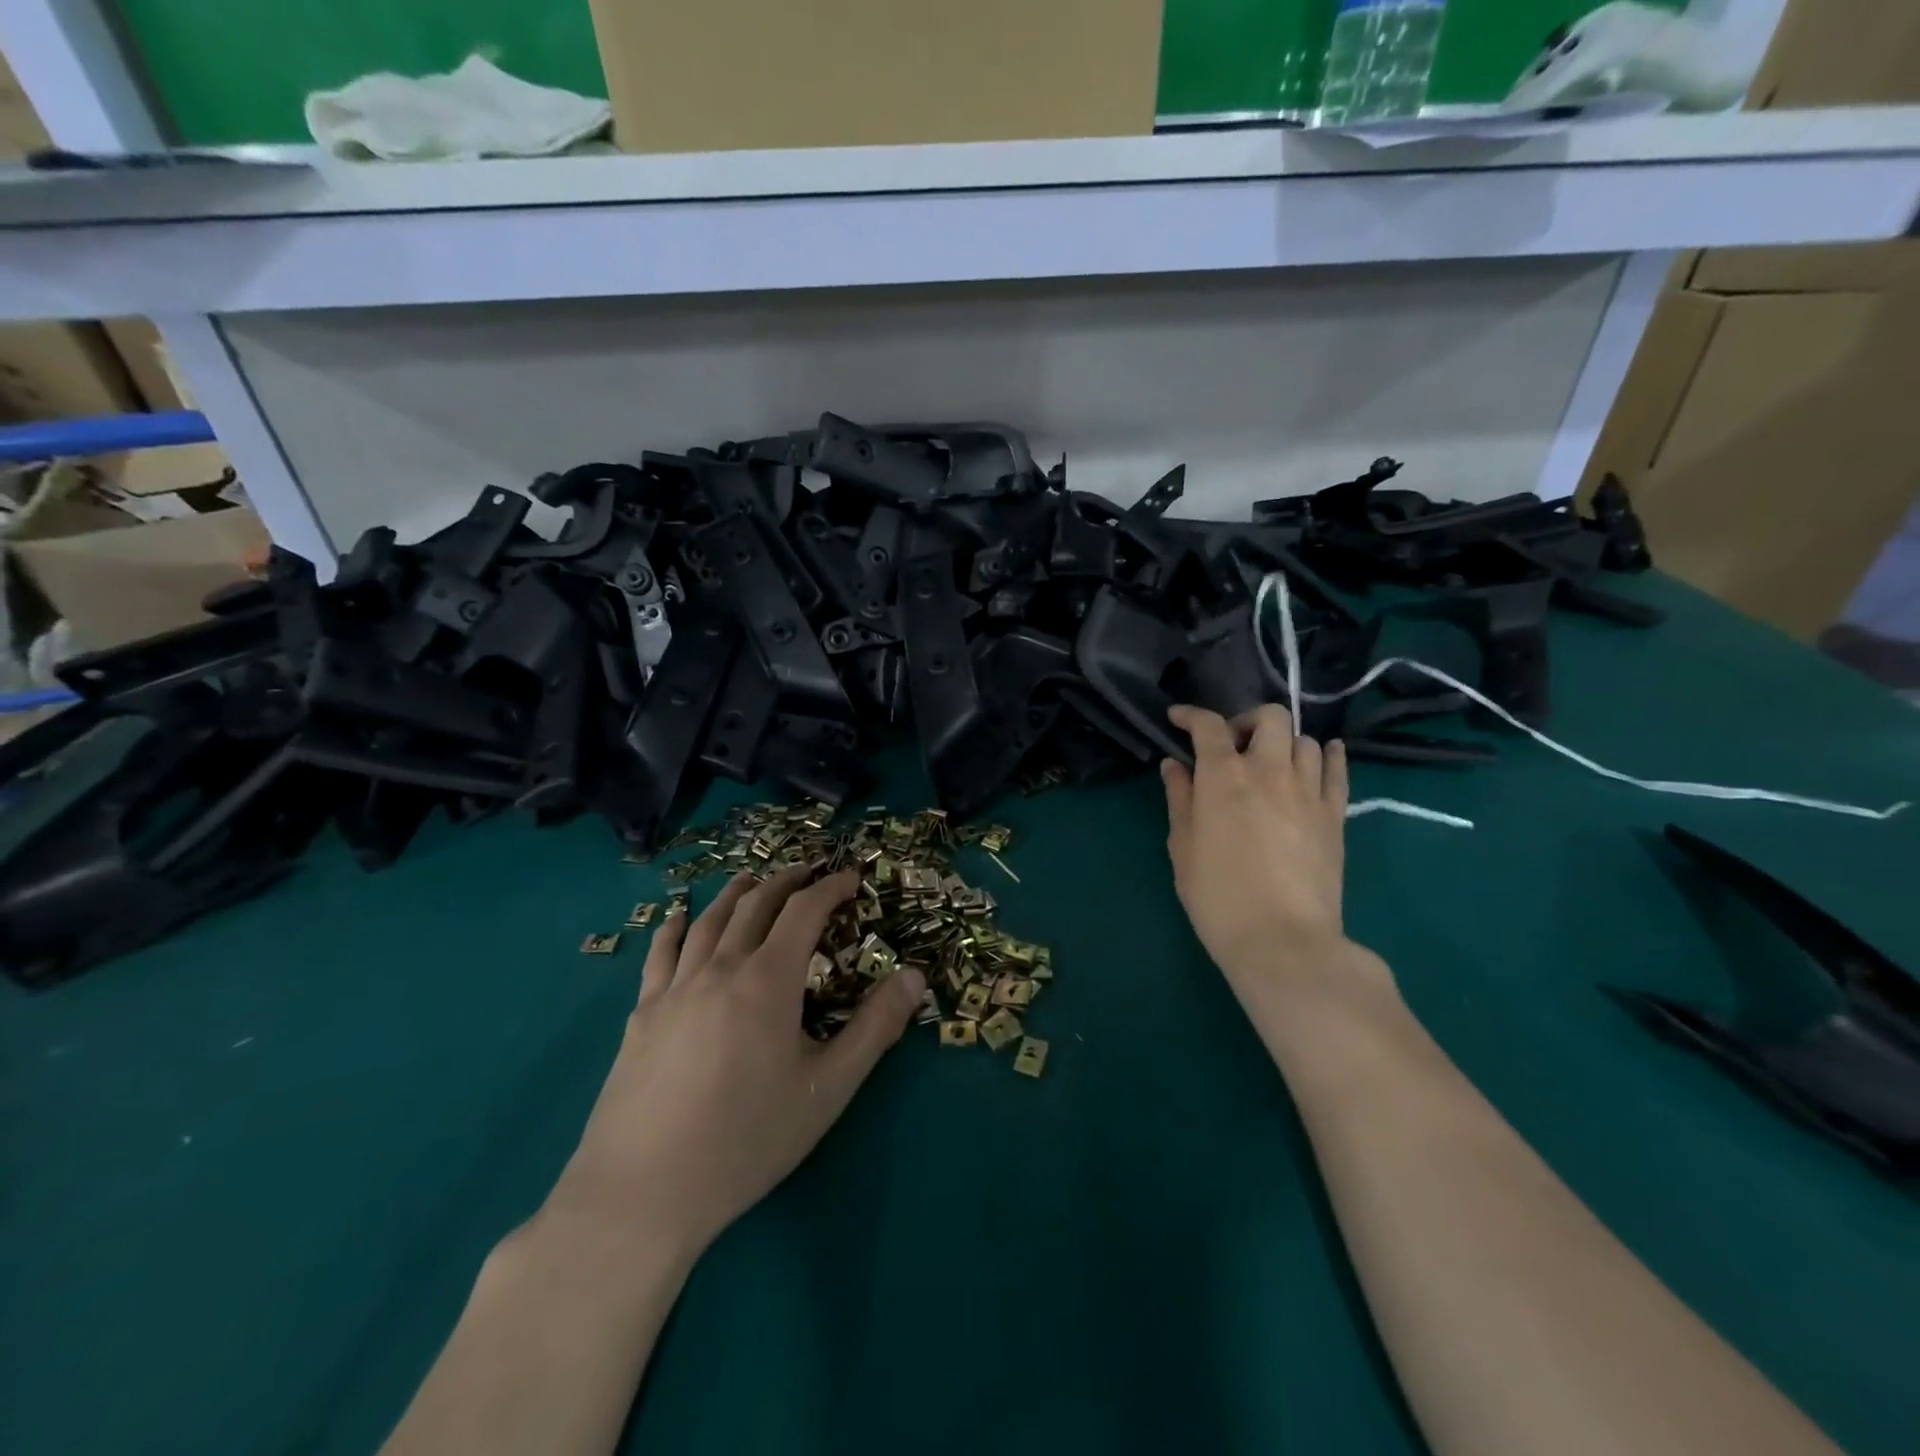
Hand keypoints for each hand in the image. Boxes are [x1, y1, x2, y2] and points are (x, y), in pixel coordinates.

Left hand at [549, 865, 924, 1260]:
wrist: (642, 1194)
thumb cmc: (746, 1140)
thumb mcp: (827, 1088)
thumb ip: (875, 1028)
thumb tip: (915, 976)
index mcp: (768, 980)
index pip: (804, 911)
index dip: (831, 888)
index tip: (851, 877)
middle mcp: (720, 968)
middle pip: (755, 905)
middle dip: (786, 881)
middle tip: (808, 871)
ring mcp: (674, 989)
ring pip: (708, 921)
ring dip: (736, 893)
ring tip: (752, 880)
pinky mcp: (641, 1015)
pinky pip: (660, 954)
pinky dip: (675, 927)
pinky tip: (677, 918)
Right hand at [1161, 704, 1356, 985]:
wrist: (1282, 940)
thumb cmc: (1218, 896)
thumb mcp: (1184, 847)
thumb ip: (1180, 799)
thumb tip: (1174, 766)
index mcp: (1224, 776)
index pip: (1209, 726)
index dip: (1191, 715)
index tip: (1178, 719)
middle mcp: (1269, 771)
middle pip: (1270, 718)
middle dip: (1246, 722)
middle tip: (1232, 746)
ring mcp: (1309, 791)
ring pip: (1304, 740)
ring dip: (1282, 742)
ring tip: (1270, 762)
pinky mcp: (1336, 815)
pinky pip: (1337, 770)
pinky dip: (1328, 755)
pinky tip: (1322, 755)